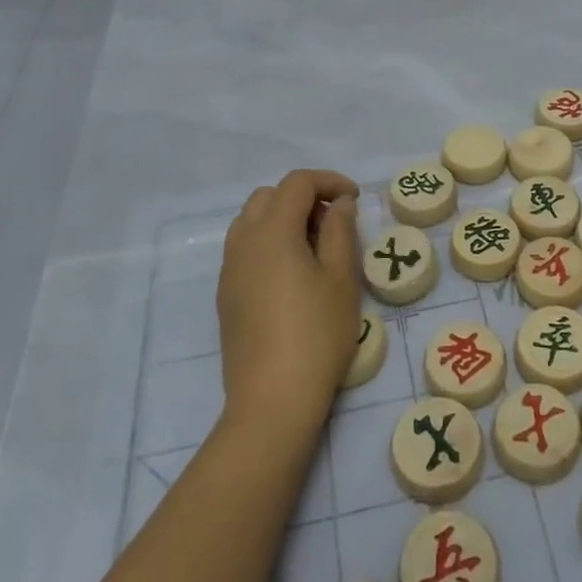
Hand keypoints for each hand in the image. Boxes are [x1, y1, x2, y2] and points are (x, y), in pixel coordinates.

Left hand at [216, 170, 361, 436]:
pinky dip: (270, 242)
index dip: (329, 181)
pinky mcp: (226, 294)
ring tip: (314, 247)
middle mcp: (243, 241)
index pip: (297, 183)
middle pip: (270, 196)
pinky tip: (293, 274)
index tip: (355, 199)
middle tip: (334, 223)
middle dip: (304, 197)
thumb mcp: (341, 278)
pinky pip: (246, 248)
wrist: (272, 400)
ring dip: (284, 218)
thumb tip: (339, 204)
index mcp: (272, 231)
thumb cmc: (316, 334)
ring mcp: (229, 269)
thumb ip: (340, 230)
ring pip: (253, 220)